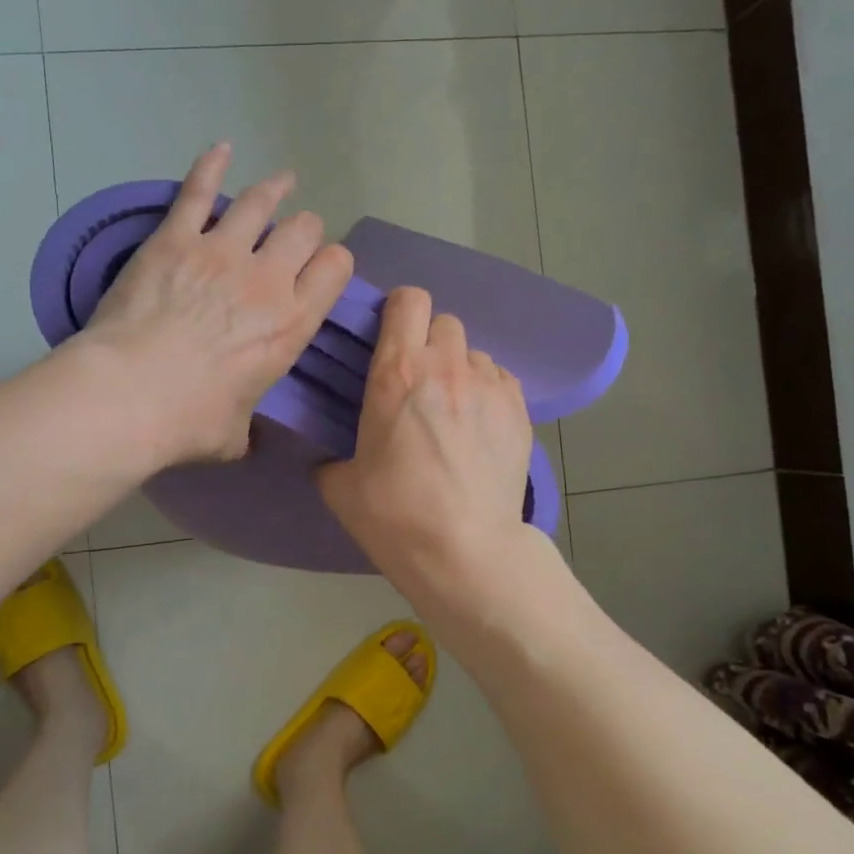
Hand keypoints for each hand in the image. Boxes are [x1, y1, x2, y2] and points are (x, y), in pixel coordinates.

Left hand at [79, 144, 353, 466]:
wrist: (128, 395)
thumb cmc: (188, 422)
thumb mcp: (235, 435)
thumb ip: (248, 425)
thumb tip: (246, 435)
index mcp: (291, 324)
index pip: (334, 269)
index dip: (332, 263)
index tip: (322, 269)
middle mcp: (267, 278)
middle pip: (304, 230)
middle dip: (304, 230)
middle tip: (294, 237)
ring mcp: (221, 251)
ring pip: (261, 202)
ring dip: (275, 190)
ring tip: (282, 182)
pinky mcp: (174, 238)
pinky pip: (198, 191)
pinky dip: (210, 166)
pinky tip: (221, 148)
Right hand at [319, 286, 535, 588]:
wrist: (465, 552)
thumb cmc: (394, 516)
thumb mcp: (340, 487)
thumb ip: (332, 456)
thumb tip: (333, 457)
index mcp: (396, 374)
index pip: (408, 301)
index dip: (398, 312)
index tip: (390, 337)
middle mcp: (446, 367)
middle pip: (444, 322)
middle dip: (429, 342)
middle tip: (418, 381)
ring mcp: (489, 387)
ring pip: (474, 353)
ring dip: (459, 370)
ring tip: (452, 409)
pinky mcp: (520, 410)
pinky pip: (500, 380)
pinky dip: (486, 392)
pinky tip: (479, 427)